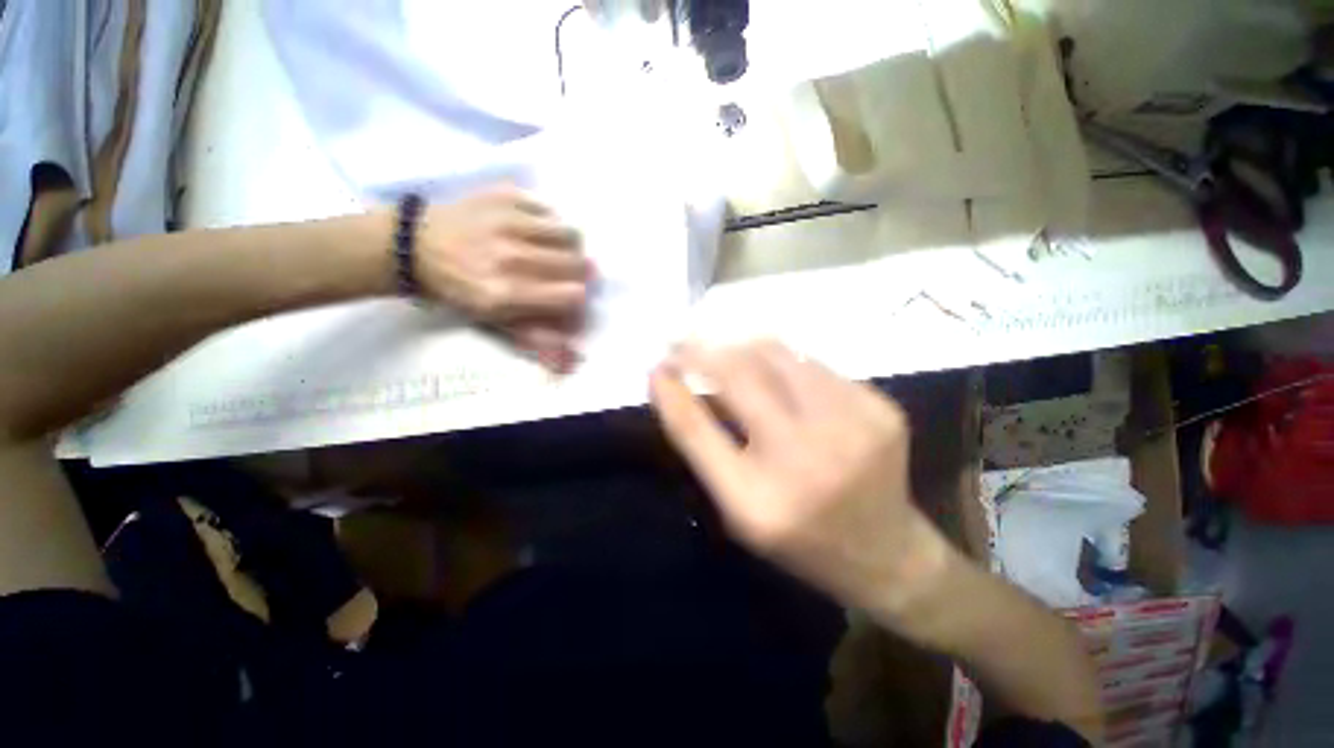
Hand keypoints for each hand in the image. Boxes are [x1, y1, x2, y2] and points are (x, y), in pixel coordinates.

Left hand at [415, 186, 591, 371]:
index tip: (571, 300)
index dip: (578, 300)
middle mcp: (510, 256)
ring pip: (570, 234)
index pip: (573, 295)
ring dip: (571, 249)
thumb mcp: (493, 324)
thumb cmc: (455, 292)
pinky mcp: (502, 196)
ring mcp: (507, 221)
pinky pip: (549, 210)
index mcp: (505, 293)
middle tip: (569, 275)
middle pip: (577, 264)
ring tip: (559, 252)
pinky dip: (551, 223)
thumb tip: (573, 362)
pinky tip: (538, 231)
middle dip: (580, 275)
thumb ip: (536, 340)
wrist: (410, 246)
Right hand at [649, 341, 949, 613]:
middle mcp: (804, 458)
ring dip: (740, 346)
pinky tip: (772, 371)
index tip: (655, 366)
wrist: (886, 554)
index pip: (695, 429)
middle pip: (739, 376)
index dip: (669, 391)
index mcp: (758, 501)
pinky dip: (781, 360)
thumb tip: (681, 385)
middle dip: (701, 350)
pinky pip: (813, 364)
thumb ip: (708, 447)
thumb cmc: (800, 538)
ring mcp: (851, 428)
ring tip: (722, 347)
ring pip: (777, 355)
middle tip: (681, 341)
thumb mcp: (739, 509)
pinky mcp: (879, 409)